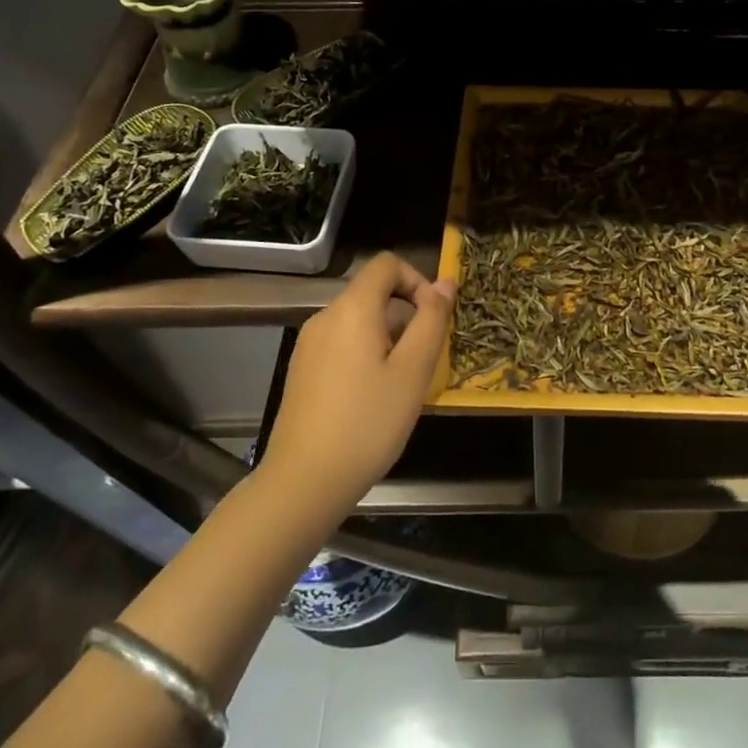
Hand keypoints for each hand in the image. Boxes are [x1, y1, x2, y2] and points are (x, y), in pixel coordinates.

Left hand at [257, 252, 454, 523]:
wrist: (303, 482)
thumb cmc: (367, 423)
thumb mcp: (413, 371)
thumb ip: (431, 320)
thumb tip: (445, 283)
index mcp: (352, 309)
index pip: (386, 264)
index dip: (417, 280)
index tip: (433, 319)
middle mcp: (325, 317)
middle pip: (374, 294)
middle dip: (406, 317)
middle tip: (423, 363)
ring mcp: (309, 345)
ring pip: (360, 322)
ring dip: (389, 340)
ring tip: (400, 386)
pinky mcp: (302, 370)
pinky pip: (343, 344)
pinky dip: (366, 356)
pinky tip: (372, 399)